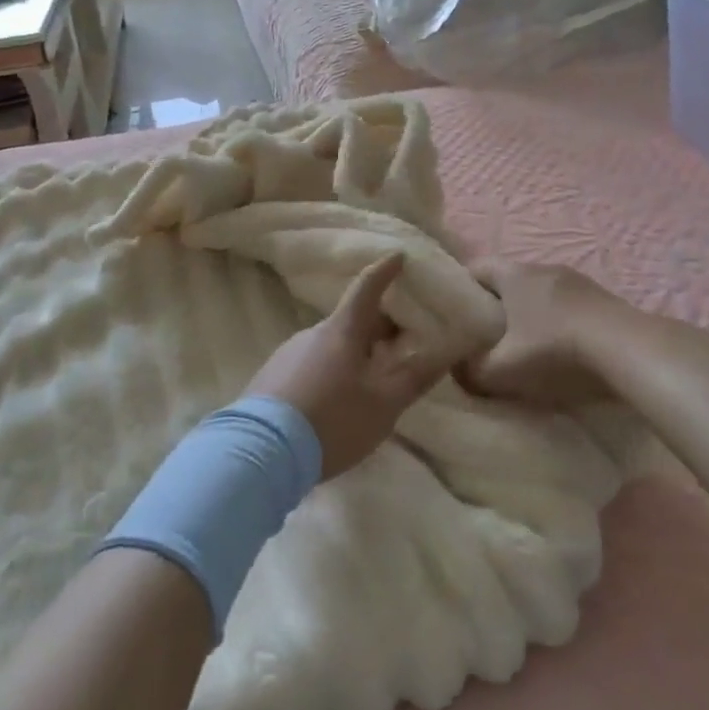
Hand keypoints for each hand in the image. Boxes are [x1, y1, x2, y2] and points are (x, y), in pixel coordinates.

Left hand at [248, 254, 446, 480]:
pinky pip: (311, 363)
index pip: (366, 288)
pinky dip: (332, 369)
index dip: (384, 271)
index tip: (398, 256)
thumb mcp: (383, 404)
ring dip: (355, 351)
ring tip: (373, 378)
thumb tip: (448, 348)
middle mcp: (313, 333)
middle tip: (402, 342)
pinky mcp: (271, 379)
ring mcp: (288, 355)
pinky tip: (337, 399)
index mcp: (342, 331)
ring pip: (331, 344)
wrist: (259, 453)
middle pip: (351, 320)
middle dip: (378, 326)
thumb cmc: (331, 421)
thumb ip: (415, 376)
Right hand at [456, 259, 622, 409]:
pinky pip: (567, 304)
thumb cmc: (554, 349)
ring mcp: (577, 280)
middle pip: (509, 279)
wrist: (626, 349)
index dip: (461, 286)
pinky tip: (561, 347)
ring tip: (524, 343)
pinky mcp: (602, 298)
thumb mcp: (502, 369)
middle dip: (495, 303)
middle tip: (485, 333)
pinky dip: (557, 320)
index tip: (454, 312)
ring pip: (540, 291)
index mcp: (514, 274)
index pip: (476, 266)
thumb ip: (471, 370)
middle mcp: (543, 267)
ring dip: (529, 312)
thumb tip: (457, 370)